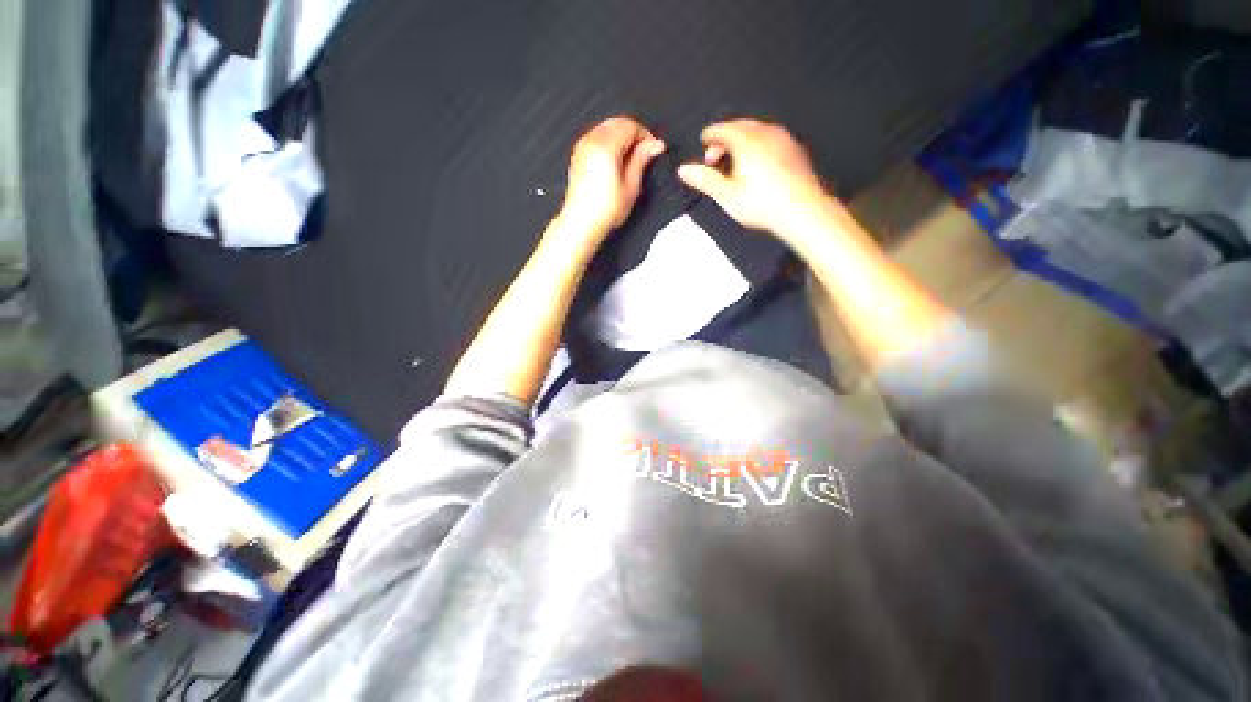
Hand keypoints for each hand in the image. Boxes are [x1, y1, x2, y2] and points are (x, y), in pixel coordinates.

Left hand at [558, 117, 665, 237]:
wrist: (581, 222)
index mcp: (606, 146)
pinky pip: (596, 136)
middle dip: (633, 133)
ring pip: (605, 127)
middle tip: (644, 153)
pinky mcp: (577, 154)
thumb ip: (642, 160)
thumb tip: (656, 144)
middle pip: (617, 122)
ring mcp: (582, 146)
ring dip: (620, 136)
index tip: (653, 149)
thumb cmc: (607, 209)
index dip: (645, 135)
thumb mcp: (631, 186)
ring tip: (630, 158)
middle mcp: (592, 140)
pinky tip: (615, 160)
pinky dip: (608, 140)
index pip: (630, 126)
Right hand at [677, 120, 833, 238]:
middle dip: (723, 138)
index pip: (723, 129)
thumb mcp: (727, 196)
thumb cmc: (761, 203)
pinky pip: (769, 137)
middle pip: (739, 126)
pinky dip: (756, 144)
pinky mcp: (794, 148)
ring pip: (756, 130)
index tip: (702, 144)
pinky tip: (755, 163)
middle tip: (714, 158)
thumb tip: (682, 169)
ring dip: (740, 141)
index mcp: (747, 141)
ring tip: (733, 162)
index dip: (709, 135)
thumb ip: (705, 180)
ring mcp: (783, 138)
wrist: (803, 210)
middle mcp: (765, 132)